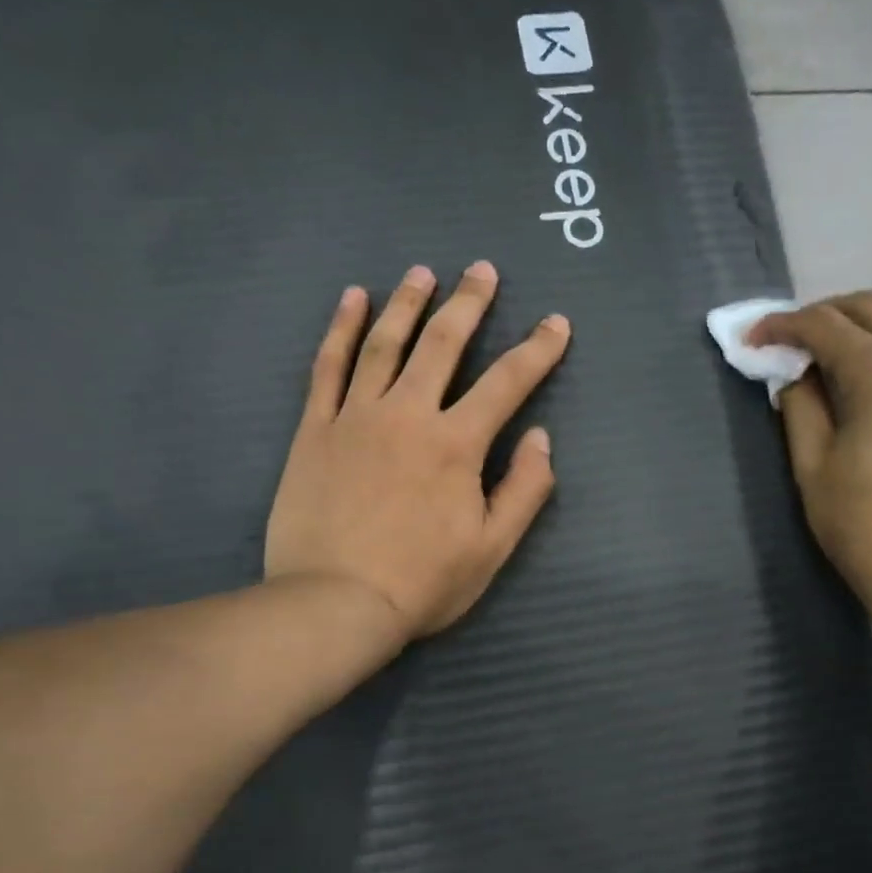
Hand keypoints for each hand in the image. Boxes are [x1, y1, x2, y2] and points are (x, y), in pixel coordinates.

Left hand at [265, 261, 570, 639]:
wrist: (334, 603)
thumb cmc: (422, 582)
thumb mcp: (492, 548)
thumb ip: (524, 490)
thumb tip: (542, 439)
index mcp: (456, 445)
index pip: (507, 383)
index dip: (537, 350)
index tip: (556, 323)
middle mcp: (407, 415)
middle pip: (442, 344)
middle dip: (469, 304)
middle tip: (482, 269)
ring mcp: (355, 417)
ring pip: (384, 344)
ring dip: (407, 303)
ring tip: (422, 272)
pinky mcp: (315, 430)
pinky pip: (328, 368)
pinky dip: (341, 330)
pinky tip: (352, 300)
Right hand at [749, 291, 871, 630]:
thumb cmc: (861, 522)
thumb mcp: (813, 464)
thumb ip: (800, 407)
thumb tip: (796, 376)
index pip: (825, 325)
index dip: (782, 326)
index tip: (749, 340)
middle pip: (870, 307)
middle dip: (821, 313)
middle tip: (784, 342)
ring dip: (852, 329)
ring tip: (815, 361)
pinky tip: (854, 384)